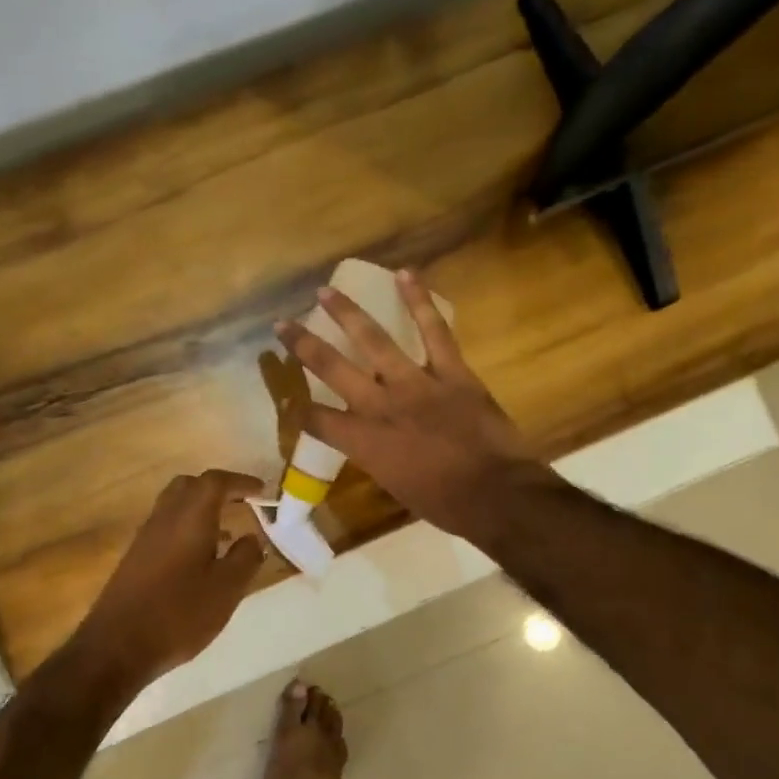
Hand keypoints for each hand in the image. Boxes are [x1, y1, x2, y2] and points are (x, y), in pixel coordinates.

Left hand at [74, 469, 266, 684]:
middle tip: (242, 504)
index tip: (262, 491)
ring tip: (228, 533)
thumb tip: (253, 538)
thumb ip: (246, 558)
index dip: (241, 482)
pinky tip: (200, 559)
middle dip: (218, 489)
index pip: (216, 482)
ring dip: (202, 510)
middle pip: (190, 486)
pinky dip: (187, 529)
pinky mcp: (135, 557)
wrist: (118, 646)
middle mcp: (164, 518)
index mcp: (190, 517)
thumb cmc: (180, 614)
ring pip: (175, 506)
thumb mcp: (227, 589)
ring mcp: (145, 537)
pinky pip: (166, 527)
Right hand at [275, 271, 552, 543]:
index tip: (290, 400)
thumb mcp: (395, 486)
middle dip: (303, 345)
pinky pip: (434, 330)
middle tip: (283, 324)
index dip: (300, 410)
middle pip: (332, 369)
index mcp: (364, 442)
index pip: (318, 420)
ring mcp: (416, 383)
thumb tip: (373, 444)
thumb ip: (377, 458)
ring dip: (347, 313)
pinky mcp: (451, 372)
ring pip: (374, 340)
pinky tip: (404, 274)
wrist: (496, 494)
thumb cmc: (444, 504)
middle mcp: (381, 406)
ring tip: (326, 290)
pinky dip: (420, 301)